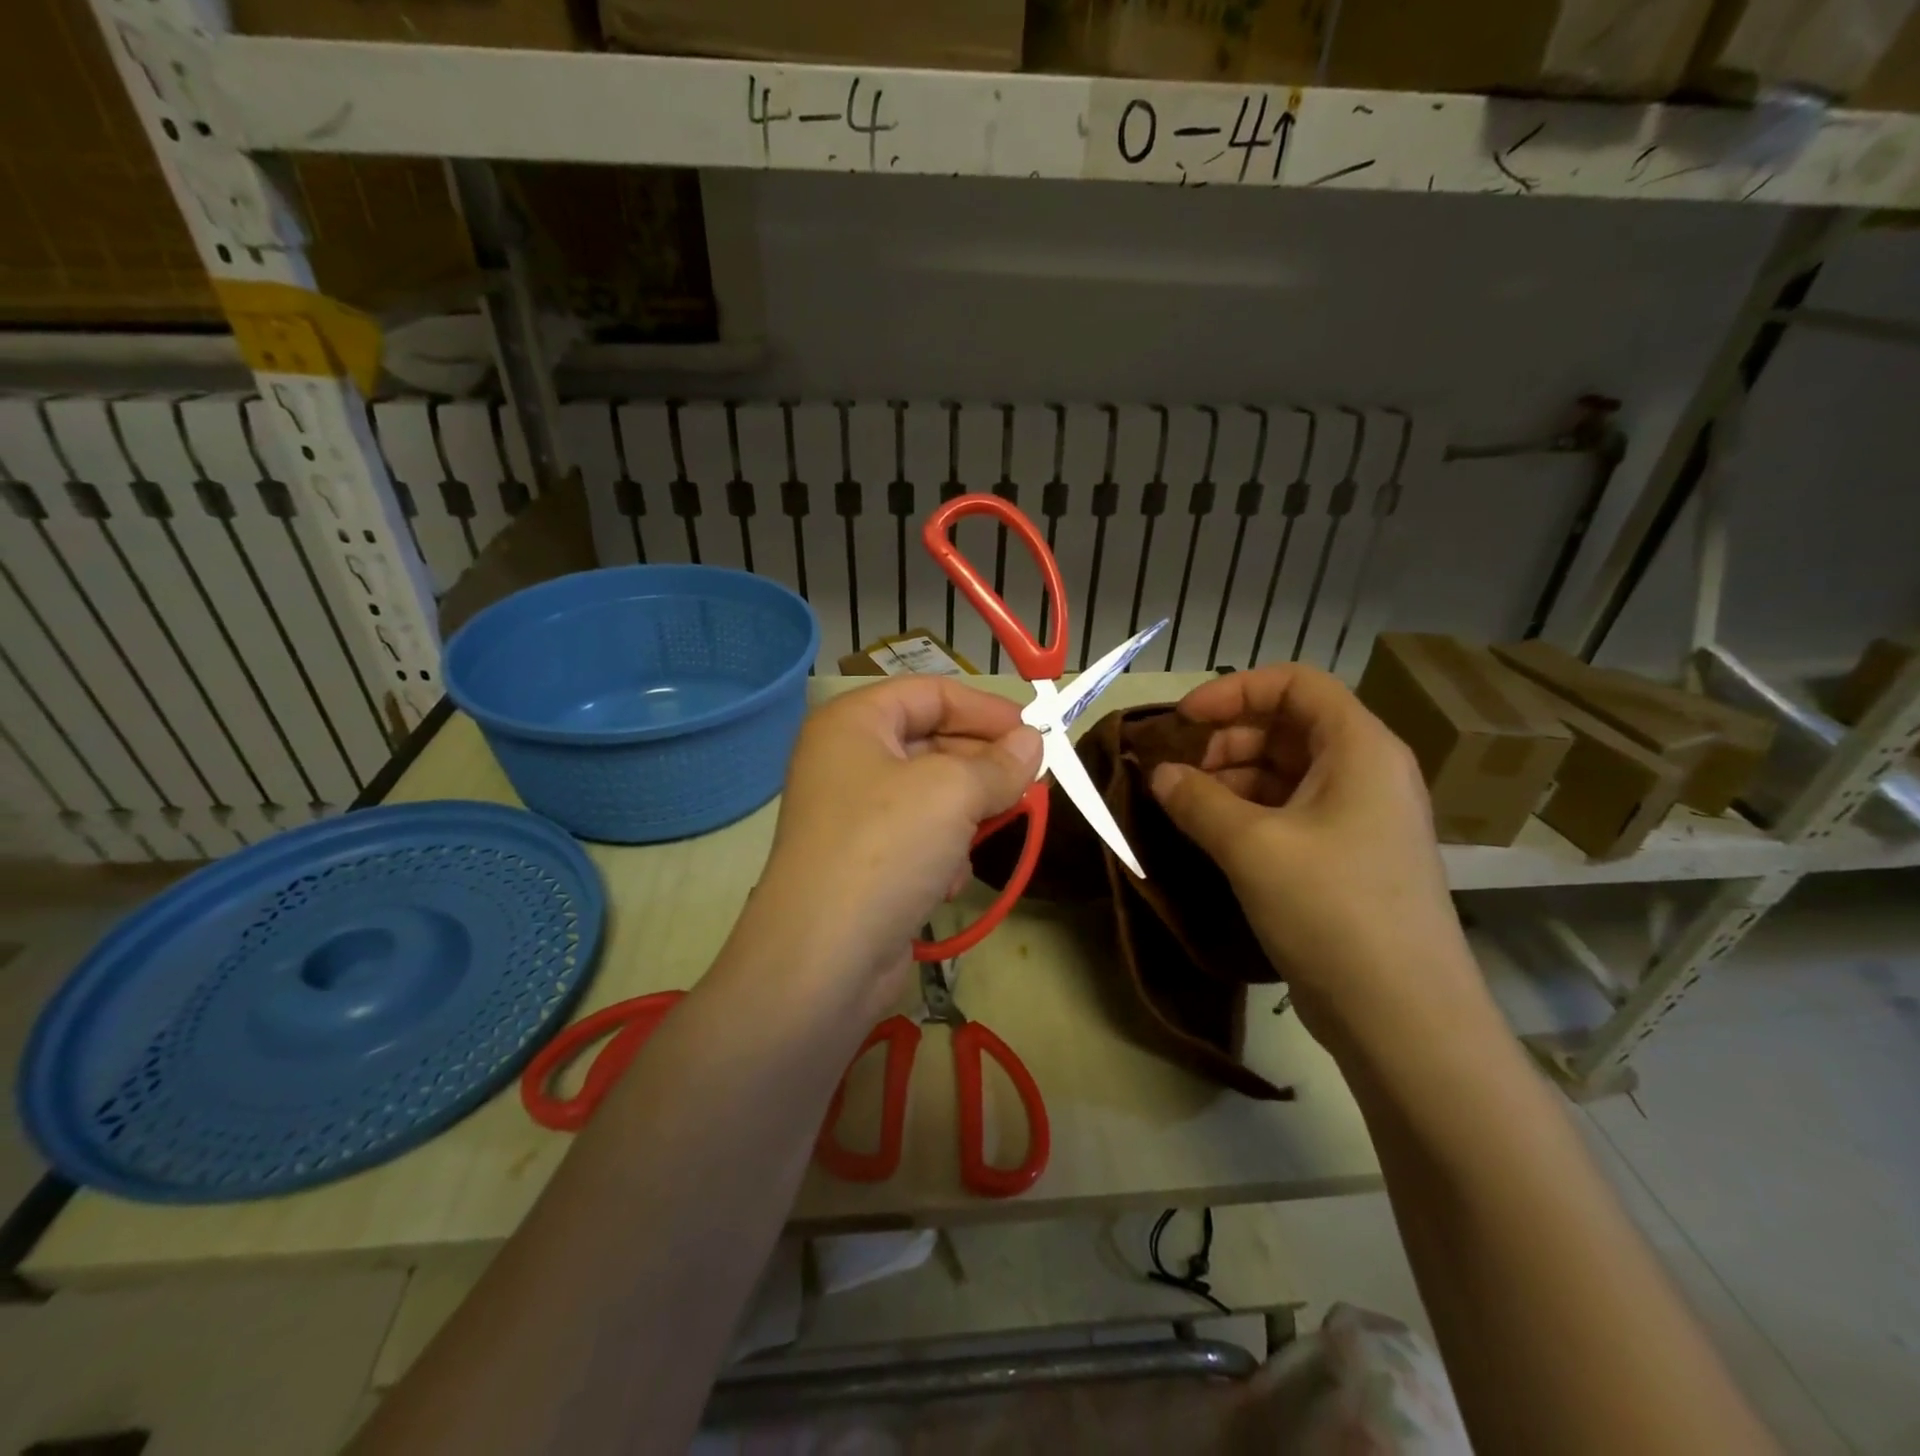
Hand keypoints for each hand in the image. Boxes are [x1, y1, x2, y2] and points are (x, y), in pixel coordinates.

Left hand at [748, 678, 1041, 1012]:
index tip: (1036, 733)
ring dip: (966, 816)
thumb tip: (1033, 742)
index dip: (986, 709)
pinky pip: (918, 839)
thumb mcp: (953, 792)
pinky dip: (942, 854)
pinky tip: (947, 882)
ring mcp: (853, 816)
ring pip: (932, 796)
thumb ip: (1000, 763)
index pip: (931, 693)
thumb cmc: (886, 848)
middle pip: (932, 743)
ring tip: (986, 835)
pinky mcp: (865, 864)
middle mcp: (848, 761)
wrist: (824, 960)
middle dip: (983, 766)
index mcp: (854, 723)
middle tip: (1031, 786)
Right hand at [1148, 666, 1488, 1043]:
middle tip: (1177, 772)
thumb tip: (1159, 775)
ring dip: (1231, 780)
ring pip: (1286, 773)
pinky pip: (1291, 814)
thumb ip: (1197, 800)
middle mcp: (1366, 773)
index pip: (1296, 684)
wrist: (1404, 1017)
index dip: (1235, 691)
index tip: (1183, 719)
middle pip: (1288, 727)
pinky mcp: (1347, 859)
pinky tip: (1211, 836)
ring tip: (1184, 807)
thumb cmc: (1333, 909)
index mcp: (1360, 749)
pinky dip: (1248, 814)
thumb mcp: (1253, 847)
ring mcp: (1359, 819)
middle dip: (1226, 740)